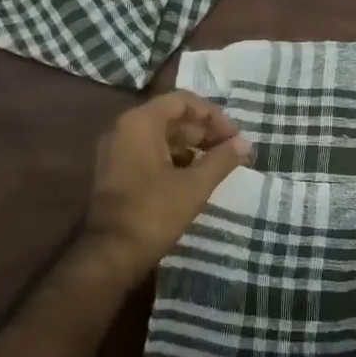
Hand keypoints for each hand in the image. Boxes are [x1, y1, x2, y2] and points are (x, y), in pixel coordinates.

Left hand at [78, 91, 251, 281]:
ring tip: (218, 162)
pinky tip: (195, 175)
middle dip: (204, 130)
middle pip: (171, 117)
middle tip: (231, 149)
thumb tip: (245, 143)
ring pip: (161, 135)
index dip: (212, 115)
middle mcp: (124, 129)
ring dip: (191, 145)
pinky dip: (174, 158)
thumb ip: (222, 159)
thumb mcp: (194, 186)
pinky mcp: (116, 171)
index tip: (235, 135)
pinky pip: (149, 152)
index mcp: (140, 123)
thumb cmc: (153, 213)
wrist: (110, 255)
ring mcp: (117, 150)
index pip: (182, 101)